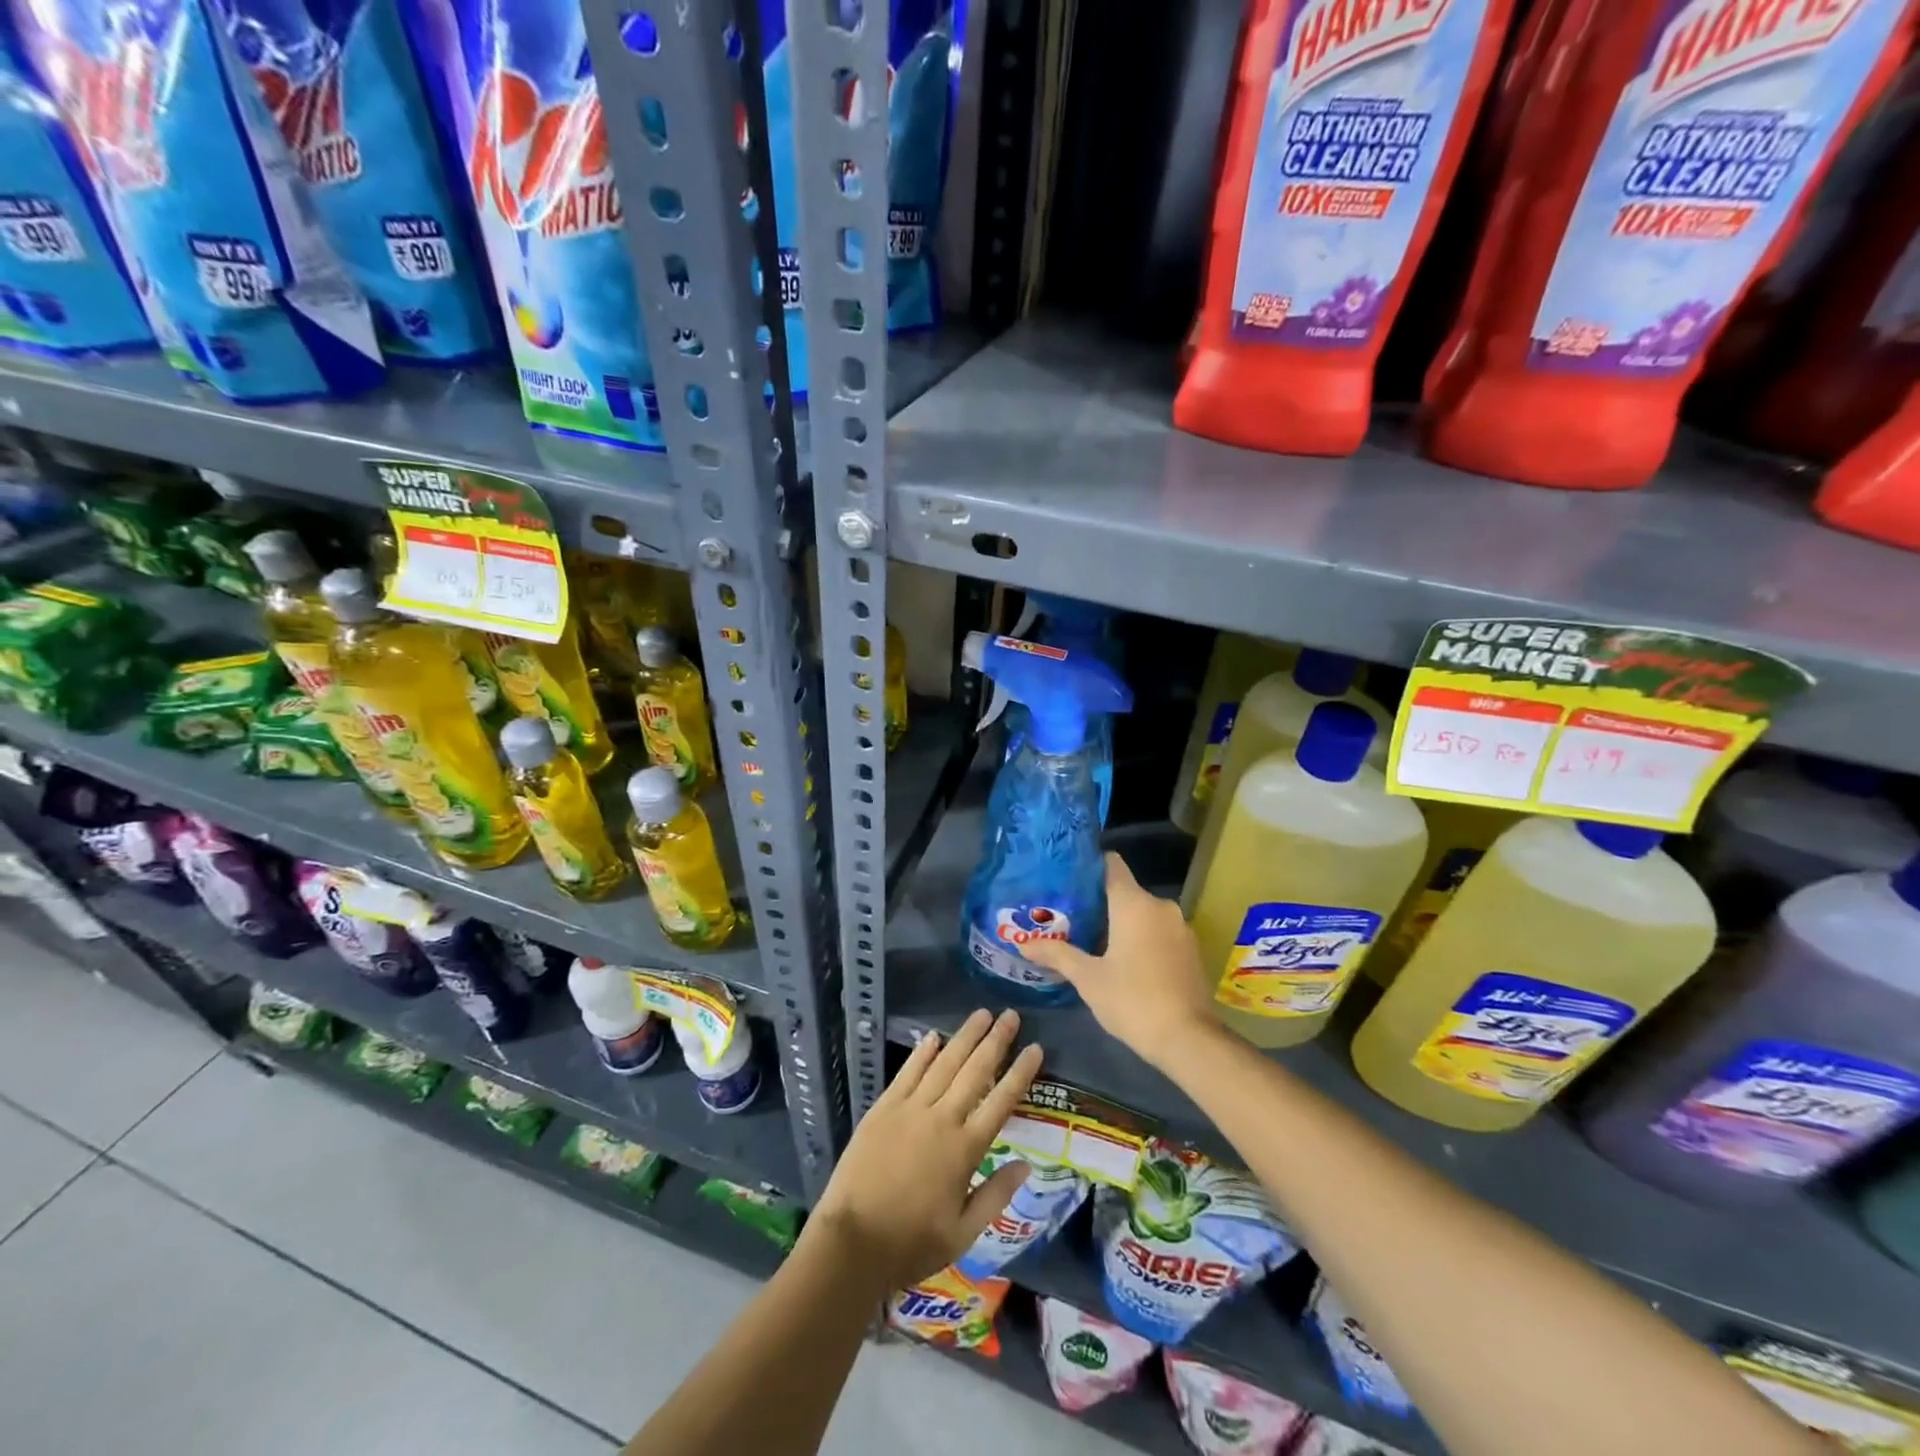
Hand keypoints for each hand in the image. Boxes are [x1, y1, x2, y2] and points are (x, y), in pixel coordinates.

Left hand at [808, 1008, 1042, 1292]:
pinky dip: (922, 1053)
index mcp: (965, 1149)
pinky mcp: (884, 1108)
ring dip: (965, 1037)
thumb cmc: (911, 1243)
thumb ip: (996, 1195)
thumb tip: (1025, 1164)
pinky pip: (908, 1073)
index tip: (1035, 1048)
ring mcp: (910, 1109)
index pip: (1001, 1101)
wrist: (852, 1242)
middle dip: (996, 1041)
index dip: (1020, 1073)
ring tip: (982, 1014)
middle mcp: (941, 1119)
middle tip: (1011, 1015)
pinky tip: (934, 1036)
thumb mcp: (963, 1233)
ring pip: (944, 1063)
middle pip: (974, 1071)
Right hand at [1019, 853, 1219, 1072]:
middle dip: (1099, 902)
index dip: (1089, 866)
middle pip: (1125, 891)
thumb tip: (1023, 944)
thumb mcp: (1088, 978)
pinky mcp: (1191, 949)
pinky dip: (1141, 938)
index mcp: (1134, 903)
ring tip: (1091, 939)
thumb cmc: (1132, 1000)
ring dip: (1121, 923)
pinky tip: (1124, 960)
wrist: (1189, 1040)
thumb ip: (1057, 954)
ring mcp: (1180, 927)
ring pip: (1143, 913)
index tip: (1067, 878)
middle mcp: (1160, 906)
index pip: (1111, 864)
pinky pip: (1159, 931)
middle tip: (1069, 917)